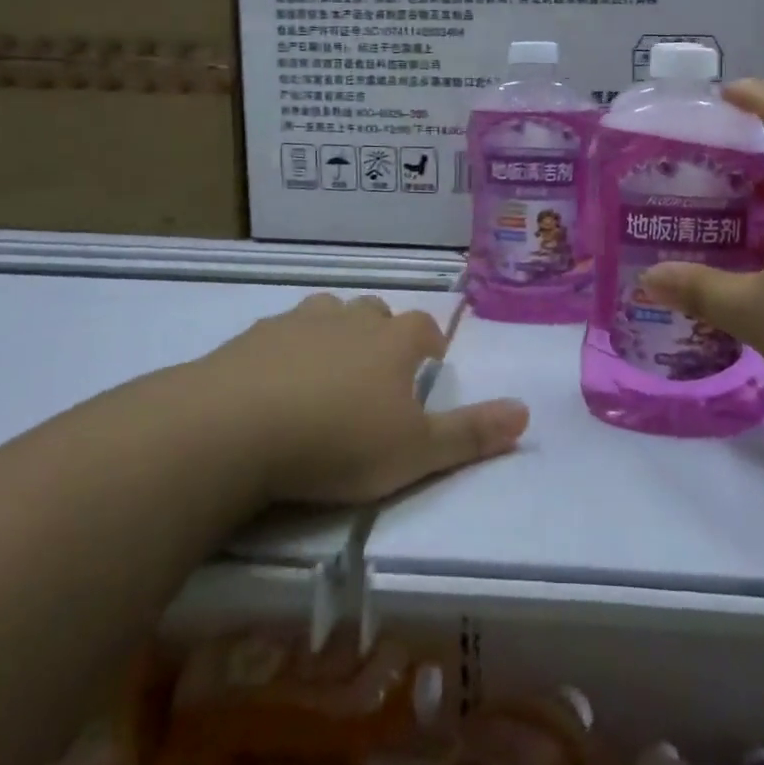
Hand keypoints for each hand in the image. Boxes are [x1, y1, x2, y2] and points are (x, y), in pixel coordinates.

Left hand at [198, 293, 529, 504]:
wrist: (236, 427)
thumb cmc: (337, 441)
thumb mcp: (414, 451)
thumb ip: (471, 433)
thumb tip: (527, 410)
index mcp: (392, 342)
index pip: (423, 327)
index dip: (430, 343)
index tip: (430, 364)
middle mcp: (349, 320)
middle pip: (374, 312)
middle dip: (382, 334)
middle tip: (378, 371)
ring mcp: (298, 323)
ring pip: (328, 313)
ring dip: (335, 333)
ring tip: (329, 370)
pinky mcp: (252, 337)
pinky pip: (280, 332)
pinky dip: (287, 348)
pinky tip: (276, 380)